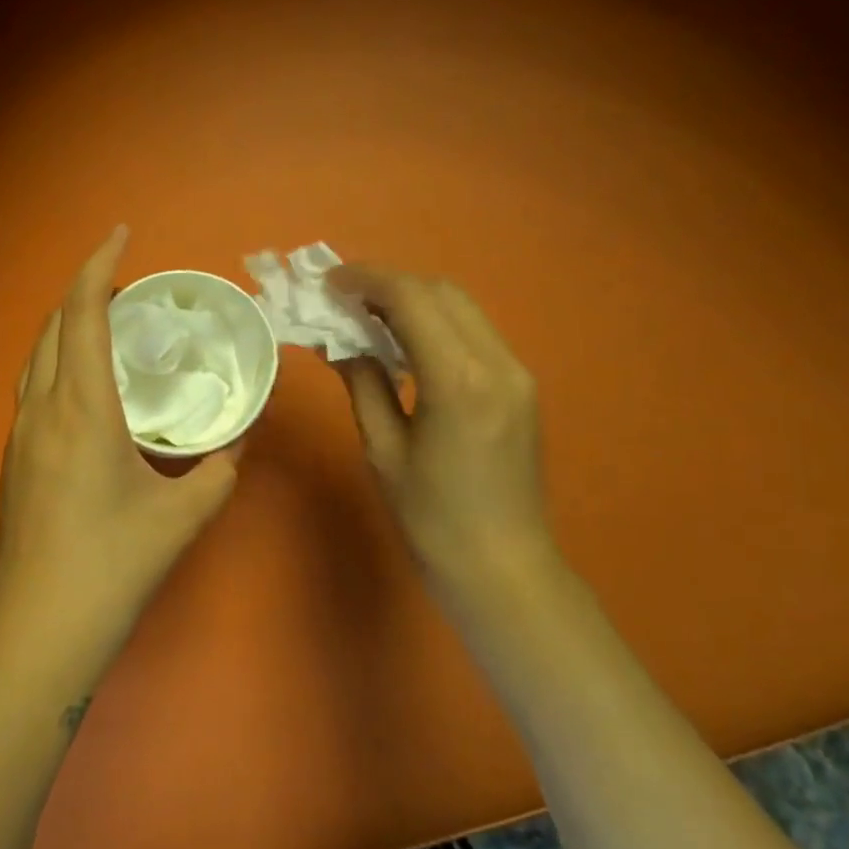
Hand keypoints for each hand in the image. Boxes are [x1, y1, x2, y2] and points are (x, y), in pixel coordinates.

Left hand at [0, 226, 239, 687]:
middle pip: (52, 326)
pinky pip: (33, 386)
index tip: (121, 236)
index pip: (82, 314)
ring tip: (105, 324)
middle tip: (126, 286)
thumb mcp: (183, 516)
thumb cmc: (112, 567)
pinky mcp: (13, 459)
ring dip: (66, 326)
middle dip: (84, 291)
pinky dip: (57, 360)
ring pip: (36, 356)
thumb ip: (219, 470)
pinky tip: (84, 384)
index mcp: (81, 409)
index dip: (98, 266)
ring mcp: (19, 435)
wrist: (39, 629)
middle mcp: (42, 409)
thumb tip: (237, 442)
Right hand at [324, 265, 557, 607]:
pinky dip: (435, 322)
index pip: (412, 299)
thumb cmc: (432, 517)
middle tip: (343, 297)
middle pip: (441, 291)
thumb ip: (362, 382)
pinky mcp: (520, 386)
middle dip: (389, 283)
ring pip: (461, 307)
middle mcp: (496, 362)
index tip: (328, 282)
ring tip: (366, 315)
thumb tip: (336, 341)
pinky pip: (473, 332)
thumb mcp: (383, 448)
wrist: (504, 567)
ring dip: (413, 300)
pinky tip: (405, 343)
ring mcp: (516, 372)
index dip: (366, 280)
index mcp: (458, 379)